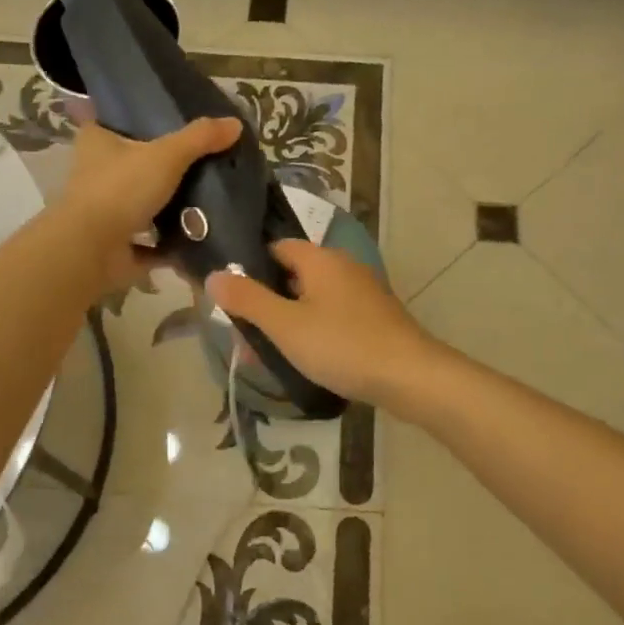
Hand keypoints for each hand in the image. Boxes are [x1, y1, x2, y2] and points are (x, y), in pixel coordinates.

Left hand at [59, 112, 242, 292]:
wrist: (93, 250)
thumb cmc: (121, 189)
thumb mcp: (167, 155)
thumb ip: (200, 138)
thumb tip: (236, 123)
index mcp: (97, 142)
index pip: (113, 121)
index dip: (138, 119)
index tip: (168, 120)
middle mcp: (94, 174)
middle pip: (132, 164)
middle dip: (160, 166)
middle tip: (200, 161)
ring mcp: (103, 212)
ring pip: (140, 204)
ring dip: (166, 206)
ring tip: (207, 198)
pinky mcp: (115, 245)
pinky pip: (149, 243)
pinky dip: (170, 244)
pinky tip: (200, 239)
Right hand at [205, 239, 442, 407]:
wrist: (410, 377)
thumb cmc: (343, 345)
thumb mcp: (286, 325)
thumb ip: (248, 300)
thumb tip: (213, 275)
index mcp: (320, 259)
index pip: (275, 247)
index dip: (249, 267)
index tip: (228, 297)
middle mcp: (343, 266)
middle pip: (292, 274)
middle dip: (265, 302)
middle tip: (242, 333)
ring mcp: (362, 292)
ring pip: (311, 299)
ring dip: (286, 321)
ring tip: (264, 354)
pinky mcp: (373, 317)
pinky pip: (331, 316)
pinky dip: (312, 331)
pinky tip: (302, 359)